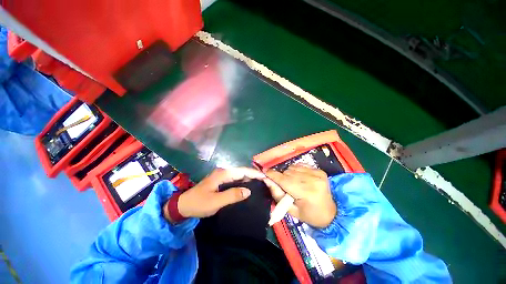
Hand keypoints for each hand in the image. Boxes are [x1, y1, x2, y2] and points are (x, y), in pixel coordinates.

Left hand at [164, 167, 264, 220]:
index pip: (242, 171)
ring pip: (239, 175)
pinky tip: (248, 186)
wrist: (184, 205)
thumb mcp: (216, 201)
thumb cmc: (199, 203)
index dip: (254, 173)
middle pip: (242, 171)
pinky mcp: (221, 181)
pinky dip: (243, 181)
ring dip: (249, 178)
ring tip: (260, 183)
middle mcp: (224, 172)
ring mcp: (222, 176)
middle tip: (265, 181)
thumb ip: (232, 195)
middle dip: (254, 175)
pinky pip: (235, 179)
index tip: (265, 177)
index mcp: (223, 174)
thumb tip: (248, 191)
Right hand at [264, 164, 336, 227]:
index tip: (264, 171)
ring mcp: (317, 173)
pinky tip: (300, 178)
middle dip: (281, 177)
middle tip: (284, 186)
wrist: (332, 213)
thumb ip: (277, 194)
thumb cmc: (310, 215)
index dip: (272, 175)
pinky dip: (296, 170)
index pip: (283, 180)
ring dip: (289, 173)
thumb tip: (267, 180)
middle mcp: (312, 180)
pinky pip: (301, 165)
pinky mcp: (320, 170)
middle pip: (287, 172)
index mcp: (305, 192)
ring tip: (293, 182)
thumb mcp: (291, 210)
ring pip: (293, 167)